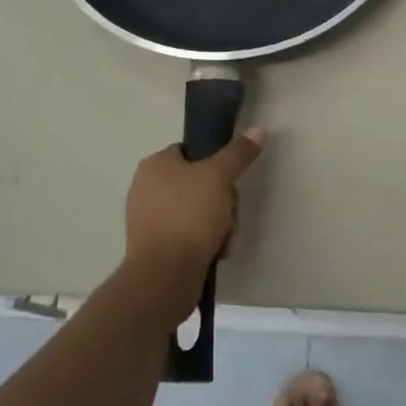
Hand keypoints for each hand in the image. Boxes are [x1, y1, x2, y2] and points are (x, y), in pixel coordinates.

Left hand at [124, 127, 265, 310]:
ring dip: (219, 223)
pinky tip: (215, 252)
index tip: (229, 181)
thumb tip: (258, 129)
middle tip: (229, 214)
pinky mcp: (156, 247)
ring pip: (198, 211)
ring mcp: (150, 220)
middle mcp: (147, 188)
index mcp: (155, 164)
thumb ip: (239, 152)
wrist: (164, 277)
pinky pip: (189, 235)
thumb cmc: (188, 216)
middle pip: (200, 183)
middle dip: (223, 201)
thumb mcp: (219, 177)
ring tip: (223, 238)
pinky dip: (205, 242)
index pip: (192, 151)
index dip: (216, 164)